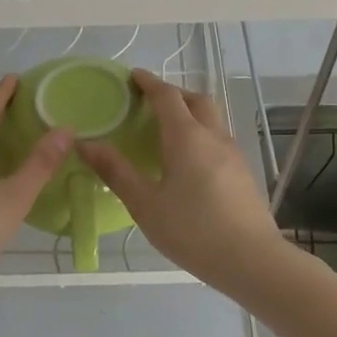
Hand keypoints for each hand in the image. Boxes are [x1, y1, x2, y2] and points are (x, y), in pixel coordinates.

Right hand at [77, 69, 285, 293]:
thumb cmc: (192, 230)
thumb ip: (116, 172)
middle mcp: (213, 136)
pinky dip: (201, 135)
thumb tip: (86, 143)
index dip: (149, 83)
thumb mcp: (145, 204)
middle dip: (174, 94)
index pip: (167, 96)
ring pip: (212, 119)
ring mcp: (233, 154)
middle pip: (196, 100)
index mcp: (187, 137)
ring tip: (168, 130)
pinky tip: (190, 161)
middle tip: (151, 102)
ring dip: (191, 113)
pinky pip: (219, 139)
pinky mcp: (243, 173)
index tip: (133, 76)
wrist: (251, 259)